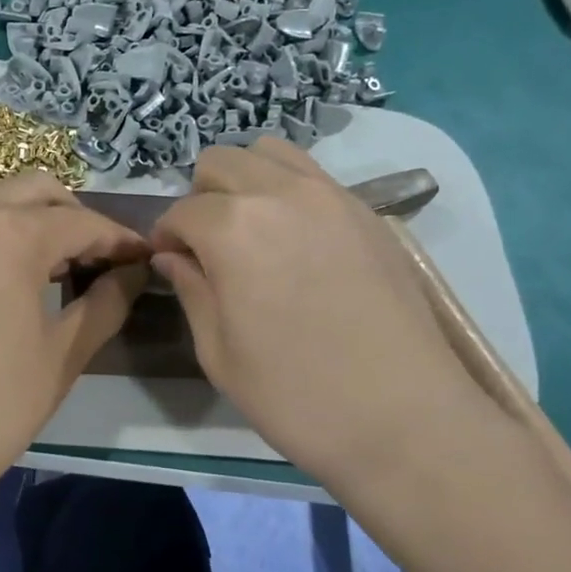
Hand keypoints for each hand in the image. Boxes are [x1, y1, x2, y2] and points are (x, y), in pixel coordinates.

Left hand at [0, 172, 147, 502]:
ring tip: (57, 270)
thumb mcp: (64, 354)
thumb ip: (106, 302)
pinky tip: (6, 287)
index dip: (120, 240)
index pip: (81, 222)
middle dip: (74, 215)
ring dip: (32, 222)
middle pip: (34, 191)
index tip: (145, 259)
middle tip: (98, 259)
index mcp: (10, 235)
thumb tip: (133, 273)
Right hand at [151, 140, 487, 495]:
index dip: (166, 236)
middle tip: (207, 246)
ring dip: (246, 181)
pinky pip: (314, 176)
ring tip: (251, 232)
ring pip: (271, 153)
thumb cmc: (295, 396)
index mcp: (233, 228)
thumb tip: (173, 257)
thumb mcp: (220, 353)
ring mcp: (332, 196)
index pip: (182, 210)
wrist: (404, 418)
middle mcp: (281, 193)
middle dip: (202, 197)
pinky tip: (296, 241)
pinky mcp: (368, 212)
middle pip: (222, 161)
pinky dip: (288, 191)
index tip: (169, 262)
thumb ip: (191, 290)